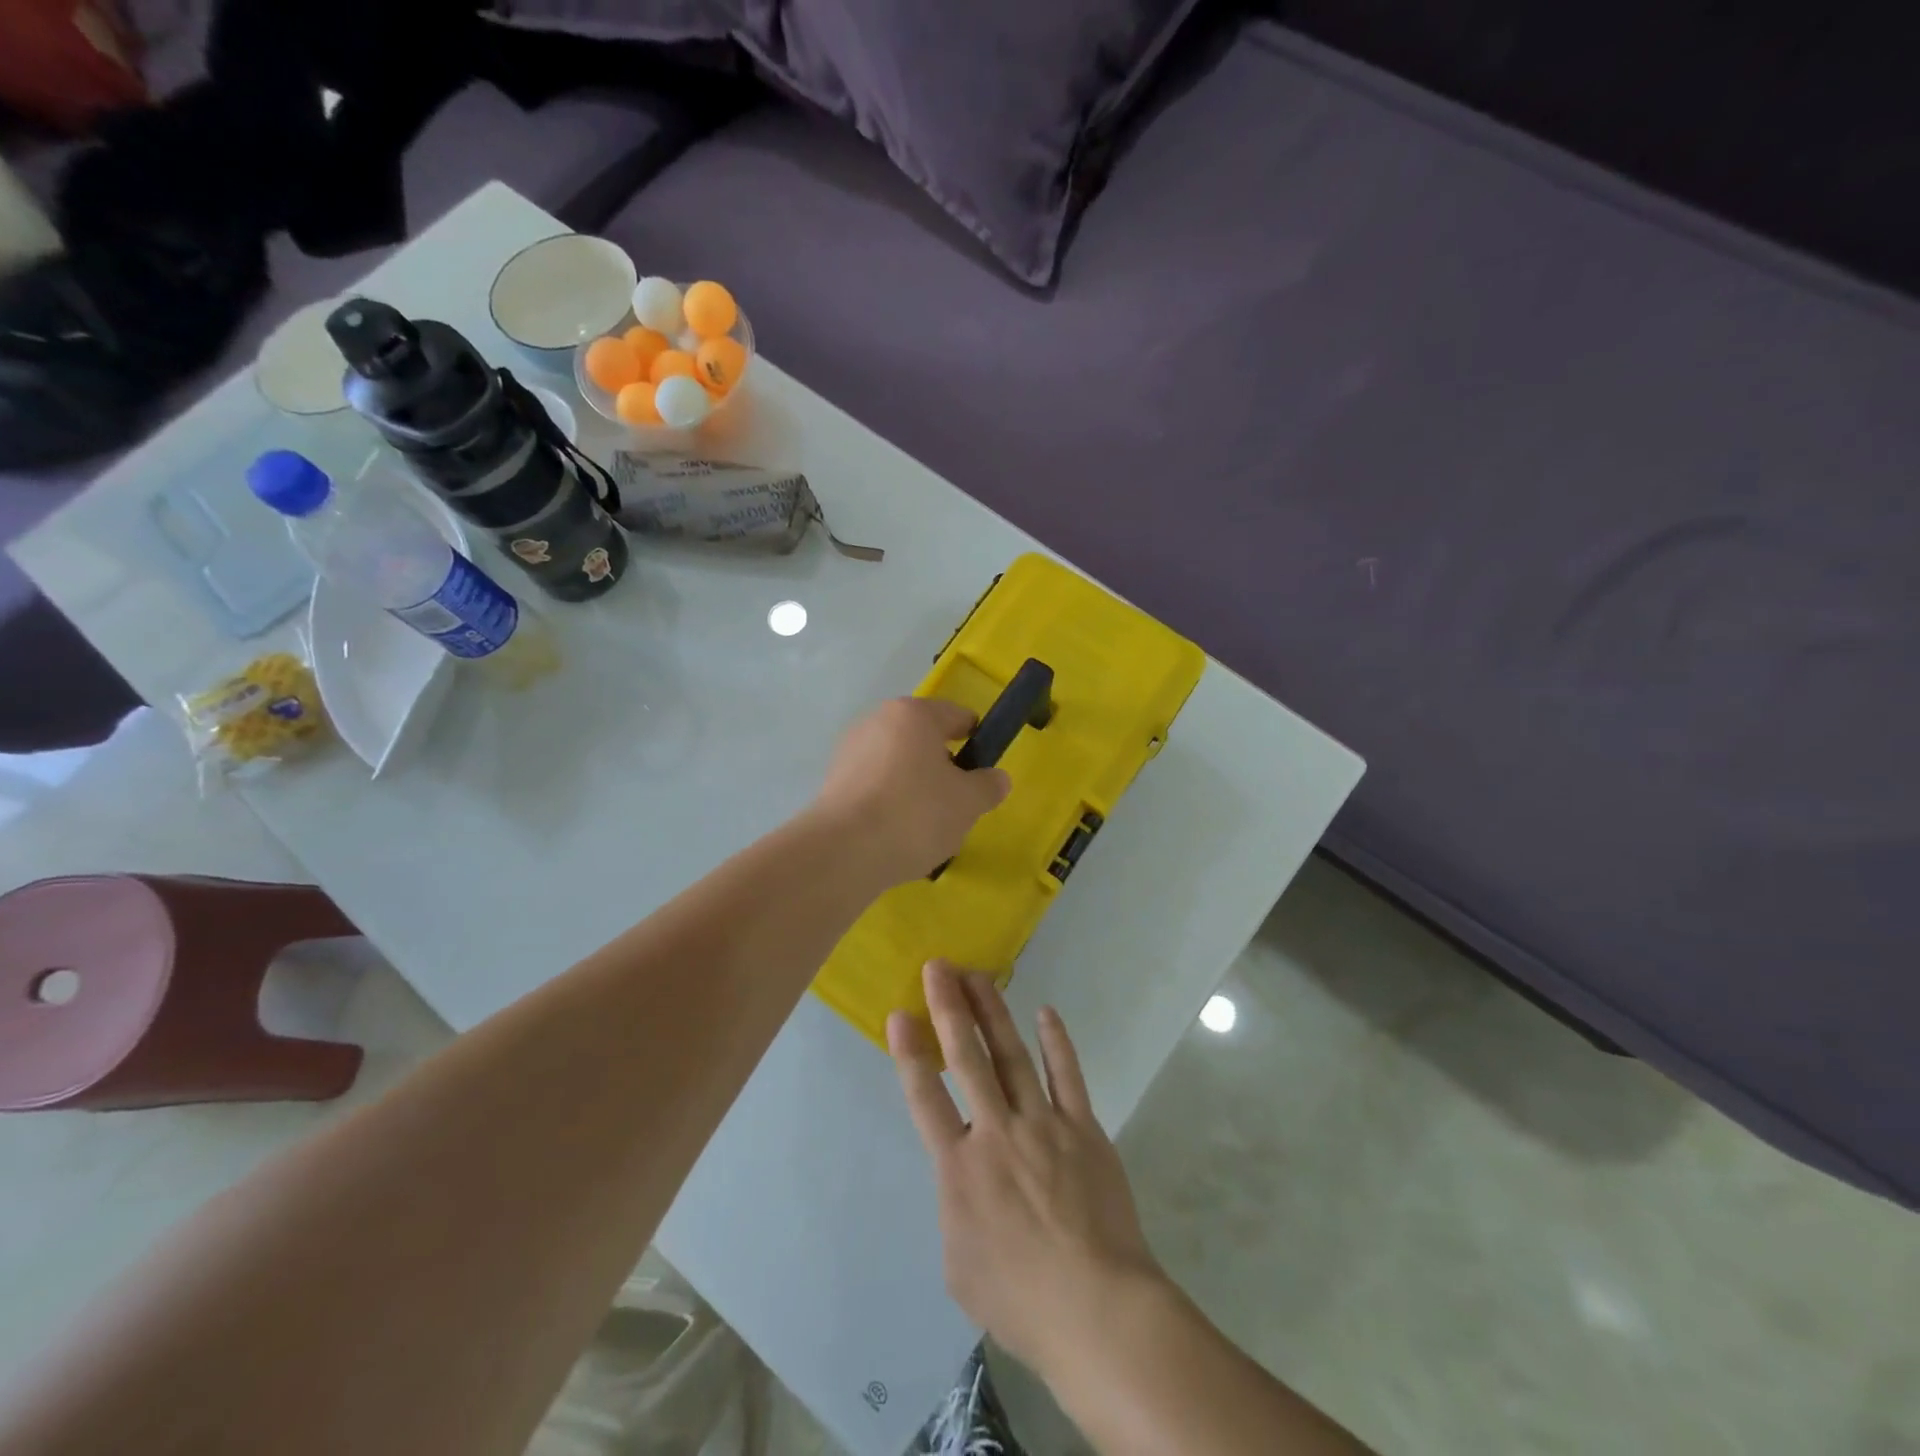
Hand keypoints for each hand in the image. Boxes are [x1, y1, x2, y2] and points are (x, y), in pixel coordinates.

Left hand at [813, 698, 1010, 885]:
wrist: (844, 852)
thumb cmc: (915, 814)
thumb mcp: (968, 802)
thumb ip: (988, 786)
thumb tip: (997, 778)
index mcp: (913, 714)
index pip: (956, 716)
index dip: (977, 740)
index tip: (984, 770)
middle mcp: (877, 722)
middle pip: (923, 740)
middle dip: (943, 768)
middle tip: (957, 804)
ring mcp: (850, 751)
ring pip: (898, 765)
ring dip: (915, 788)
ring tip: (926, 827)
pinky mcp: (832, 783)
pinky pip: (875, 787)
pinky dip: (889, 804)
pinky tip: (897, 835)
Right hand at [888, 961, 1165, 1378]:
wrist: (1096, 1307)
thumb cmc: (1020, 1299)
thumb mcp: (960, 1268)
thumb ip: (955, 1212)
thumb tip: (964, 1182)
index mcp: (959, 1168)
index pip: (926, 1098)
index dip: (910, 1053)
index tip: (899, 1014)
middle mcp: (996, 1131)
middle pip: (967, 1059)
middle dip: (949, 1009)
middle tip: (938, 967)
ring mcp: (1042, 1124)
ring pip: (1012, 1055)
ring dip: (993, 1013)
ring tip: (978, 977)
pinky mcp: (1082, 1127)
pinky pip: (1067, 1075)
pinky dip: (1056, 1042)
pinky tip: (1046, 1013)